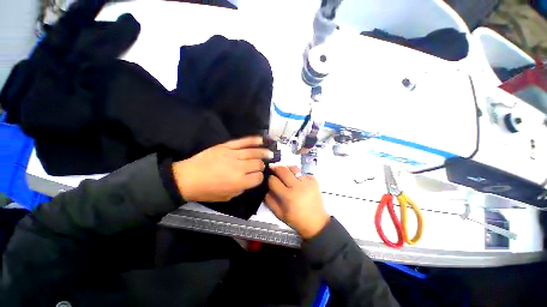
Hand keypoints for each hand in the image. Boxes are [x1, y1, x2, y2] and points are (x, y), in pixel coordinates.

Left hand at [173, 136, 272, 201]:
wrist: (187, 178)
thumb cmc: (206, 191)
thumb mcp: (227, 197)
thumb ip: (242, 189)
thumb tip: (250, 180)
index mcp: (239, 182)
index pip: (258, 177)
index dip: (260, 177)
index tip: (258, 177)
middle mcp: (239, 167)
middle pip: (258, 164)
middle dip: (262, 165)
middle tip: (262, 165)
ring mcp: (233, 154)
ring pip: (254, 152)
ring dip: (264, 152)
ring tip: (270, 152)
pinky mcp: (226, 146)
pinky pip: (243, 141)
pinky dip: (253, 140)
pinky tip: (262, 140)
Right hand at [265, 165, 329, 238]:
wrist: (317, 222)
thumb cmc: (297, 220)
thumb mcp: (279, 214)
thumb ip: (269, 201)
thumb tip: (265, 189)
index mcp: (288, 196)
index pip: (273, 181)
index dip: (269, 179)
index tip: (268, 179)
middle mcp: (298, 186)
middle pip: (283, 170)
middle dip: (275, 167)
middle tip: (271, 167)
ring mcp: (307, 181)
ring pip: (293, 168)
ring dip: (286, 167)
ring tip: (283, 170)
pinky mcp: (314, 180)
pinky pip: (302, 172)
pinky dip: (297, 173)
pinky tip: (295, 179)